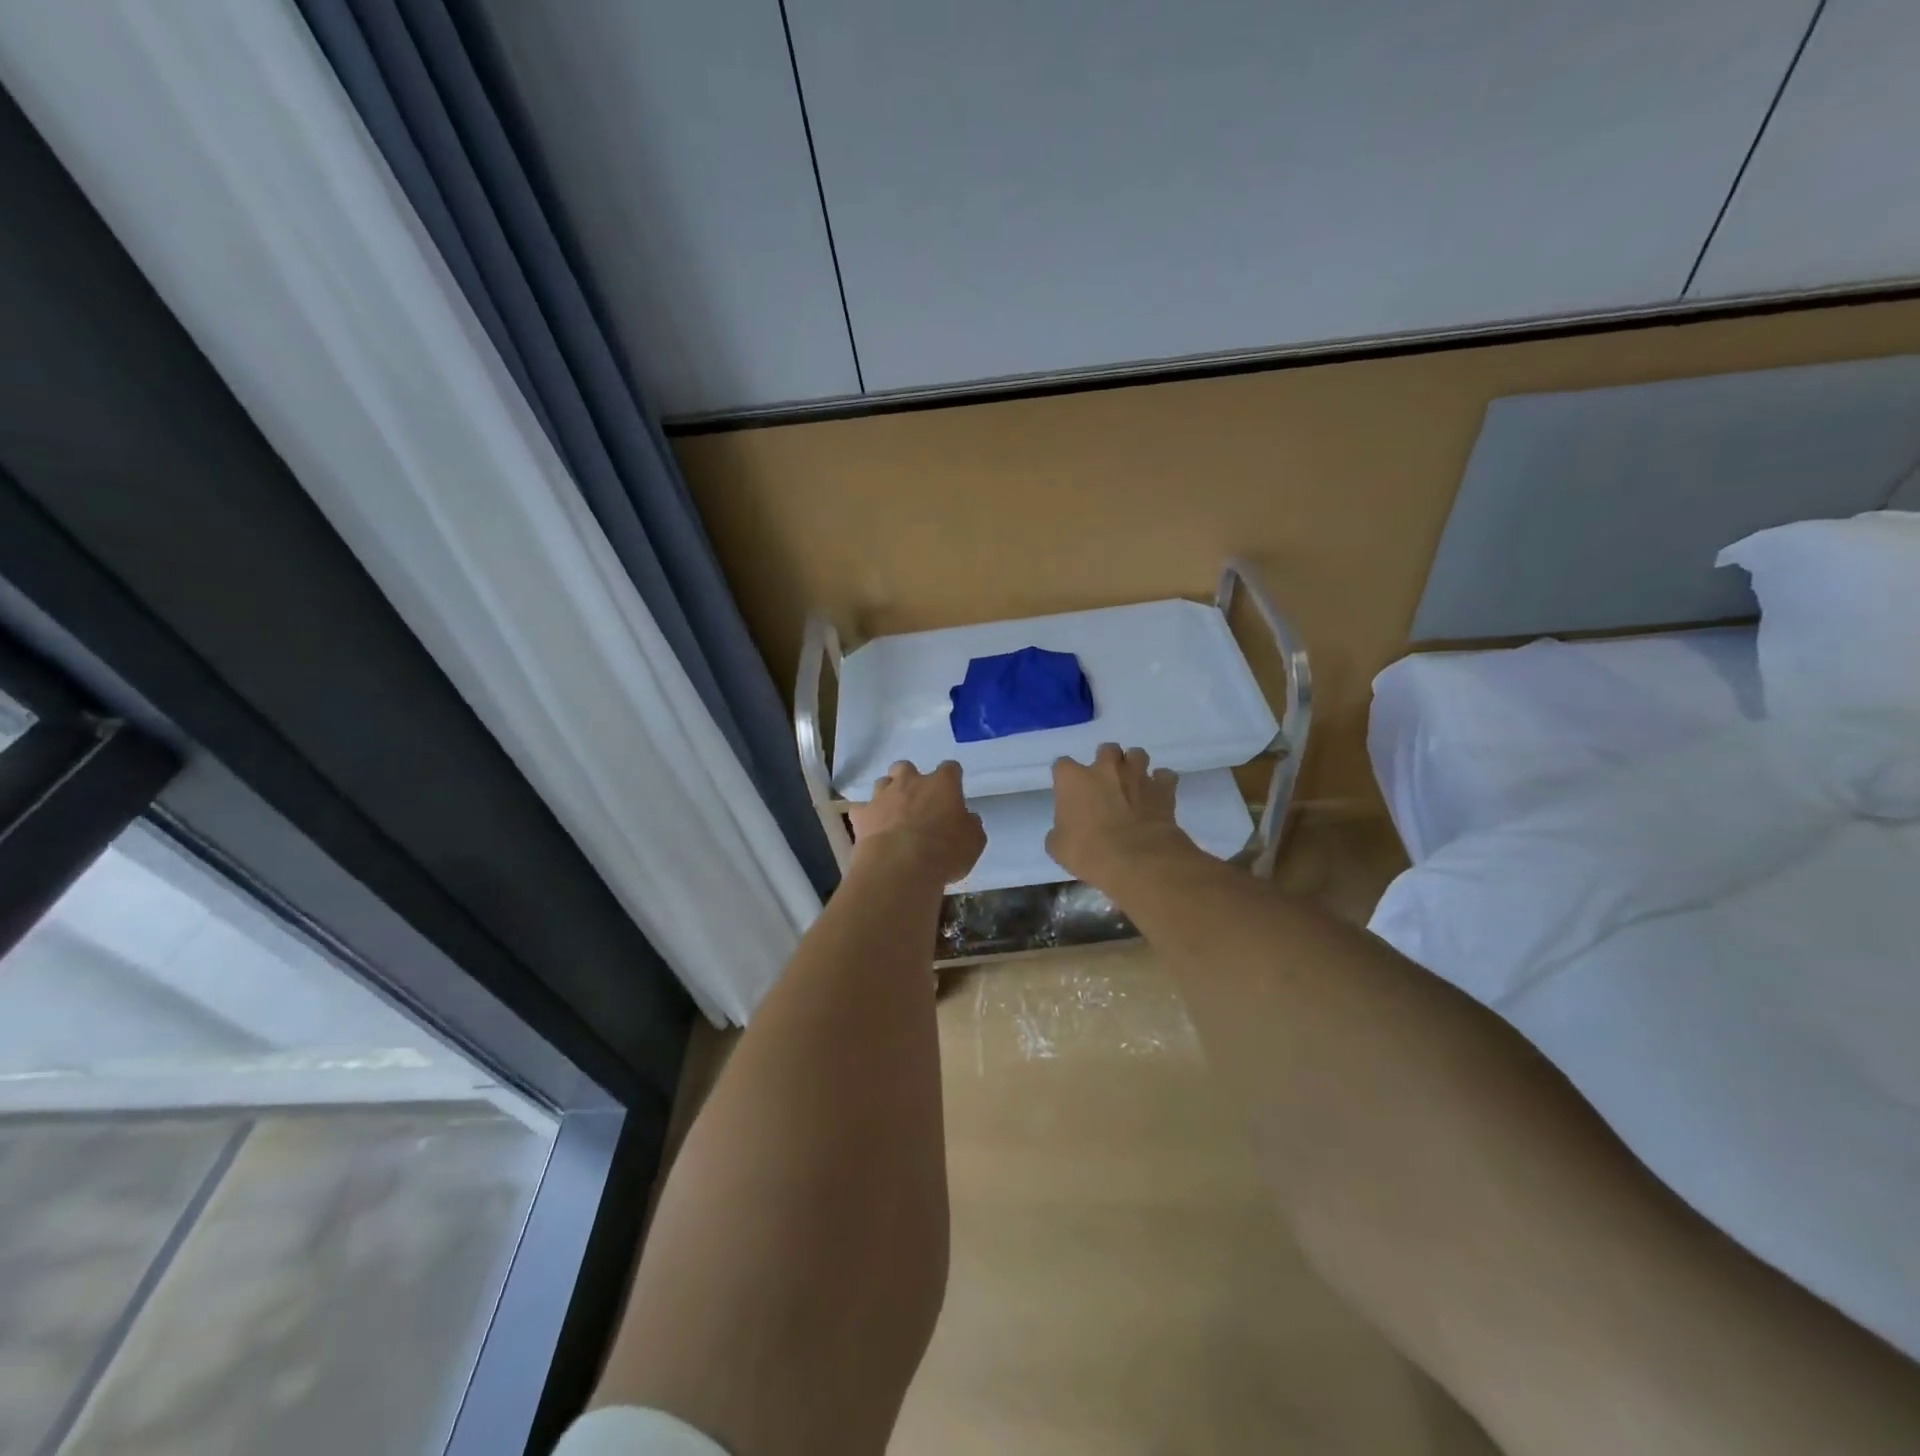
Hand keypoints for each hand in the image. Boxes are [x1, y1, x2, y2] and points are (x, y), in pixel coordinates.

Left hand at [849, 760, 985, 885]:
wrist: (899, 867)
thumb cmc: (944, 852)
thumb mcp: (974, 842)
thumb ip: (970, 825)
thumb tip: (967, 818)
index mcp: (942, 784)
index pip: (950, 768)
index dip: (951, 778)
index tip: (953, 791)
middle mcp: (910, 782)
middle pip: (906, 767)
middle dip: (910, 779)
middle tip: (916, 799)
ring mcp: (882, 796)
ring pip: (882, 783)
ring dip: (888, 794)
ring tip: (893, 814)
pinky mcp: (861, 815)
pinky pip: (862, 809)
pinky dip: (867, 817)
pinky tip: (871, 830)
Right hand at [1047, 743, 1192, 891]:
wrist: (1136, 860)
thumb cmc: (1089, 852)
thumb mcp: (1058, 847)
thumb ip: (1060, 831)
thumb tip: (1065, 830)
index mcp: (1073, 779)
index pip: (1062, 765)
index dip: (1065, 778)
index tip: (1068, 792)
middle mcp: (1105, 768)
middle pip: (1106, 750)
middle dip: (1105, 763)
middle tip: (1105, 785)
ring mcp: (1136, 775)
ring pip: (1137, 754)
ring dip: (1134, 766)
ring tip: (1132, 785)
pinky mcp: (1163, 788)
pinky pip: (1165, 776)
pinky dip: (1161, 783)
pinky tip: (1157, 795)